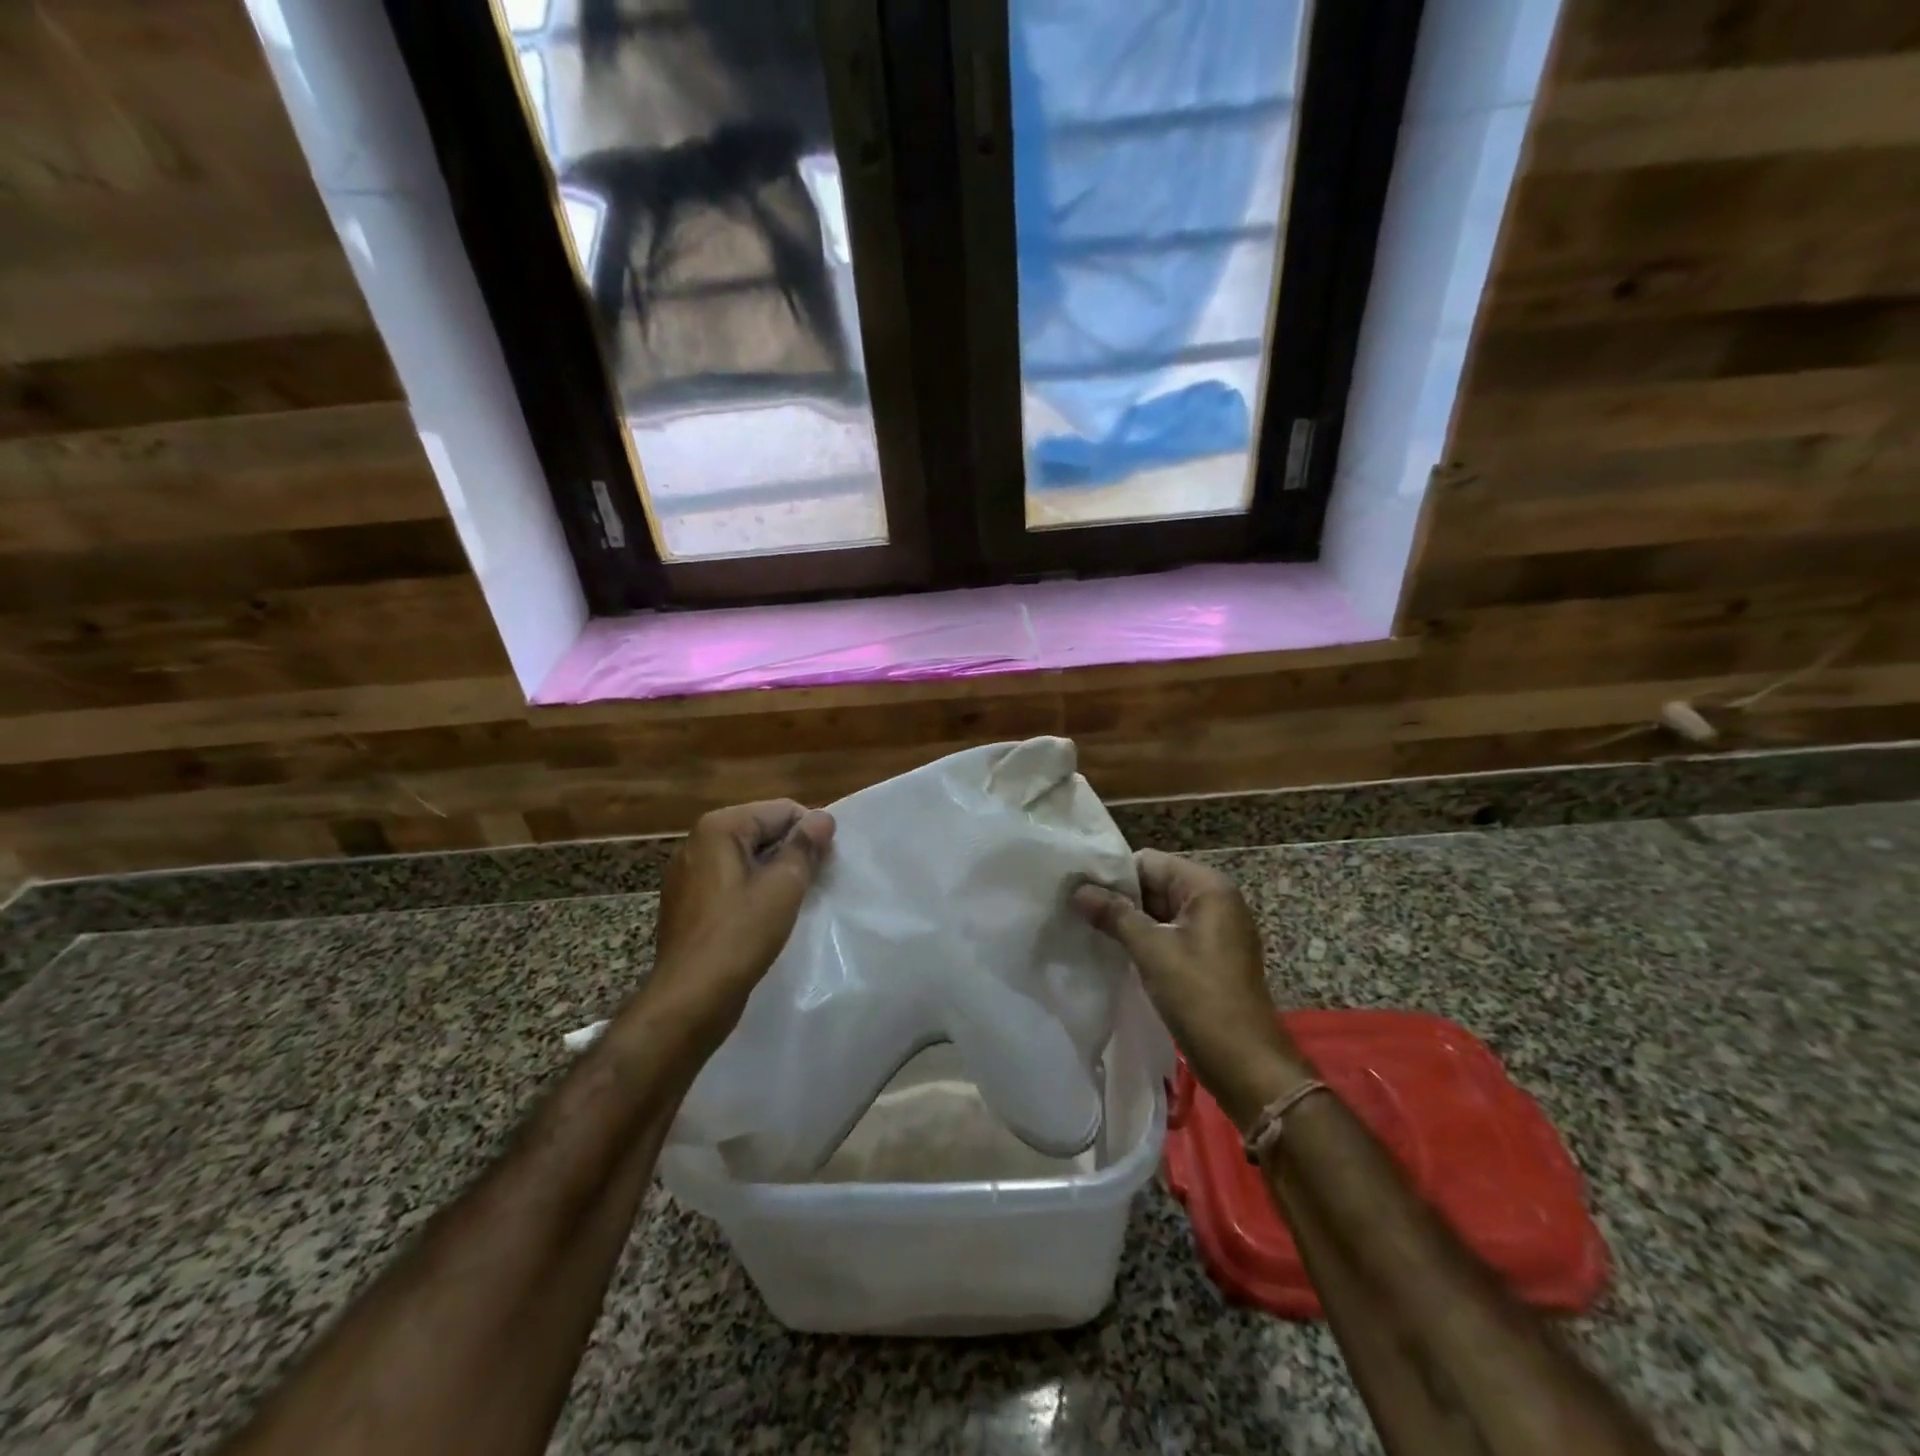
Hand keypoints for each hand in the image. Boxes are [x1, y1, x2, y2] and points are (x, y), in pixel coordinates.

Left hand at [645, 800, 834, 1049]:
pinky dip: (754, 891)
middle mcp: (697, 842)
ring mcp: (688, 874)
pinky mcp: (688, 904)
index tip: (828, 863)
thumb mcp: (783, 886)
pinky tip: (768, 917)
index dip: (811, 832)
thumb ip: (805, 846)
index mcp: (718, 828)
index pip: (781, 810)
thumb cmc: (740, 935)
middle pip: (762, 831)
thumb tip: (822, 818)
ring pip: (747, 859)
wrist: (691, 998)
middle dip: (793, 851)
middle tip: (817, 882)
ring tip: (796, 900)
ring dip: (776, 873)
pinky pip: (731, 883)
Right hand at [1074, 850, 1311, 1128]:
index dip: (1113, 875)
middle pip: (1155, 884)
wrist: (1246, 1065)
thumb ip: (1115, 915)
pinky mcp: (1209, 956)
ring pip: (1159, 911)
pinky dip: (1144, 940)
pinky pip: (1169, 934)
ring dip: (1128, 920)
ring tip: (1088, 929)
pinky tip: (1114, 951)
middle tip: (1076, 910)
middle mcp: (1215, 900)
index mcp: (1208, 888)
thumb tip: (1078, 890)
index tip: (1078, 890)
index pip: (1149, 862)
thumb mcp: (1153, 951)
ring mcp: (1214, 930)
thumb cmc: (1201, 998)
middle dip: (1118, 898)